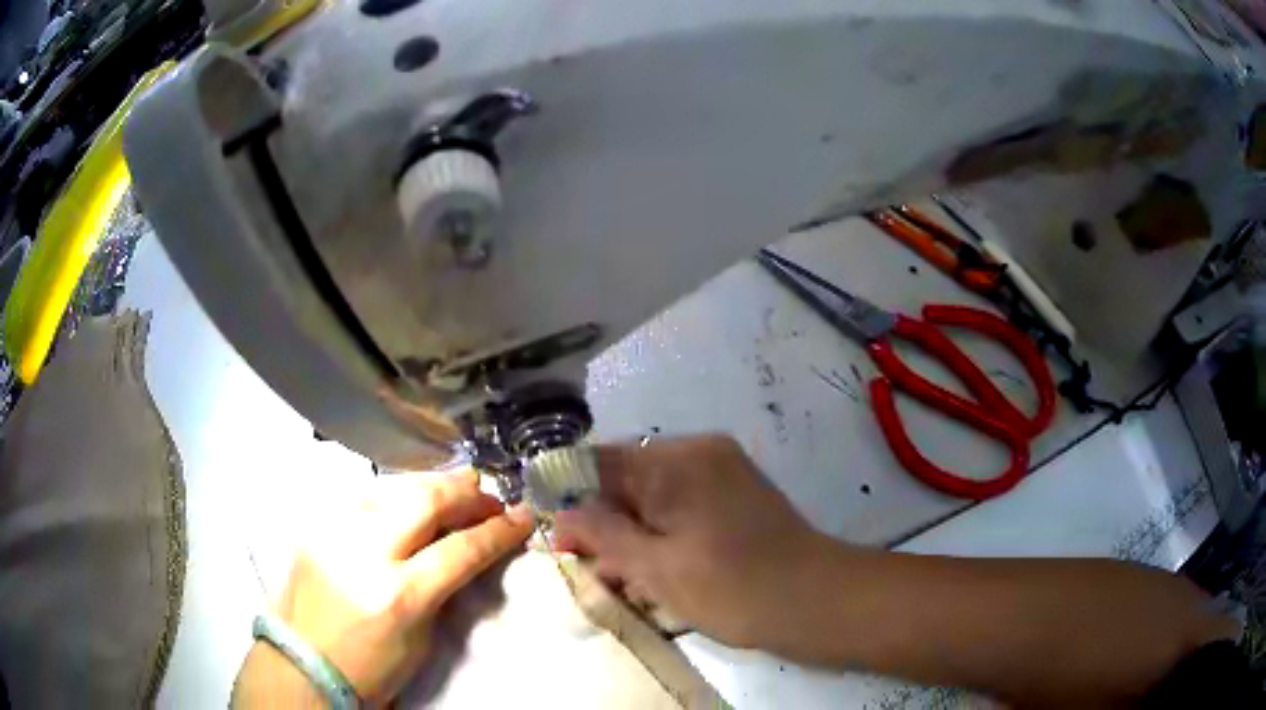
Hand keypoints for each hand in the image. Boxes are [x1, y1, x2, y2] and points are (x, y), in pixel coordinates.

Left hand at [233, 469, 533, 706]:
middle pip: (424, 501)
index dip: (497, 530)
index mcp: (398, 595)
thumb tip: (465, 547)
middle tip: (489, 493)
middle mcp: (363, 553)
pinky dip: (393, 496)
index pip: (460, 549)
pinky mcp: (315, 525)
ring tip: (455, 489)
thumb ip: (443, 587)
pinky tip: (407, 501)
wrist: (304, 663)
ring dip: (430, 487)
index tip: (522, 516)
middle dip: (465, 492)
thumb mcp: (422, 636)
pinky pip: (362, 497)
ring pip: (392, 488)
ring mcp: (333, 532)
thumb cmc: (373, 666)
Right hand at [553, 435, 842, 650]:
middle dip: (604, 522)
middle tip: (594, 568)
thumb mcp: (655, 568)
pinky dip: (662, 531)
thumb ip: (602, 534)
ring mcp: (722, 469)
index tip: (557, 534)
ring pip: (653, 494)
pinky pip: (681, 502)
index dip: (568, 494)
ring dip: (632, 532)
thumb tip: (561, 512)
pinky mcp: (735, 492)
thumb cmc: (732, 588)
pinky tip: (659, 568)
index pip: (598, 461)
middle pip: (626, 478)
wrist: (815, 600)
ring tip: (626, 578)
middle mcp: (698, 451)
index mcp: (676, 460)